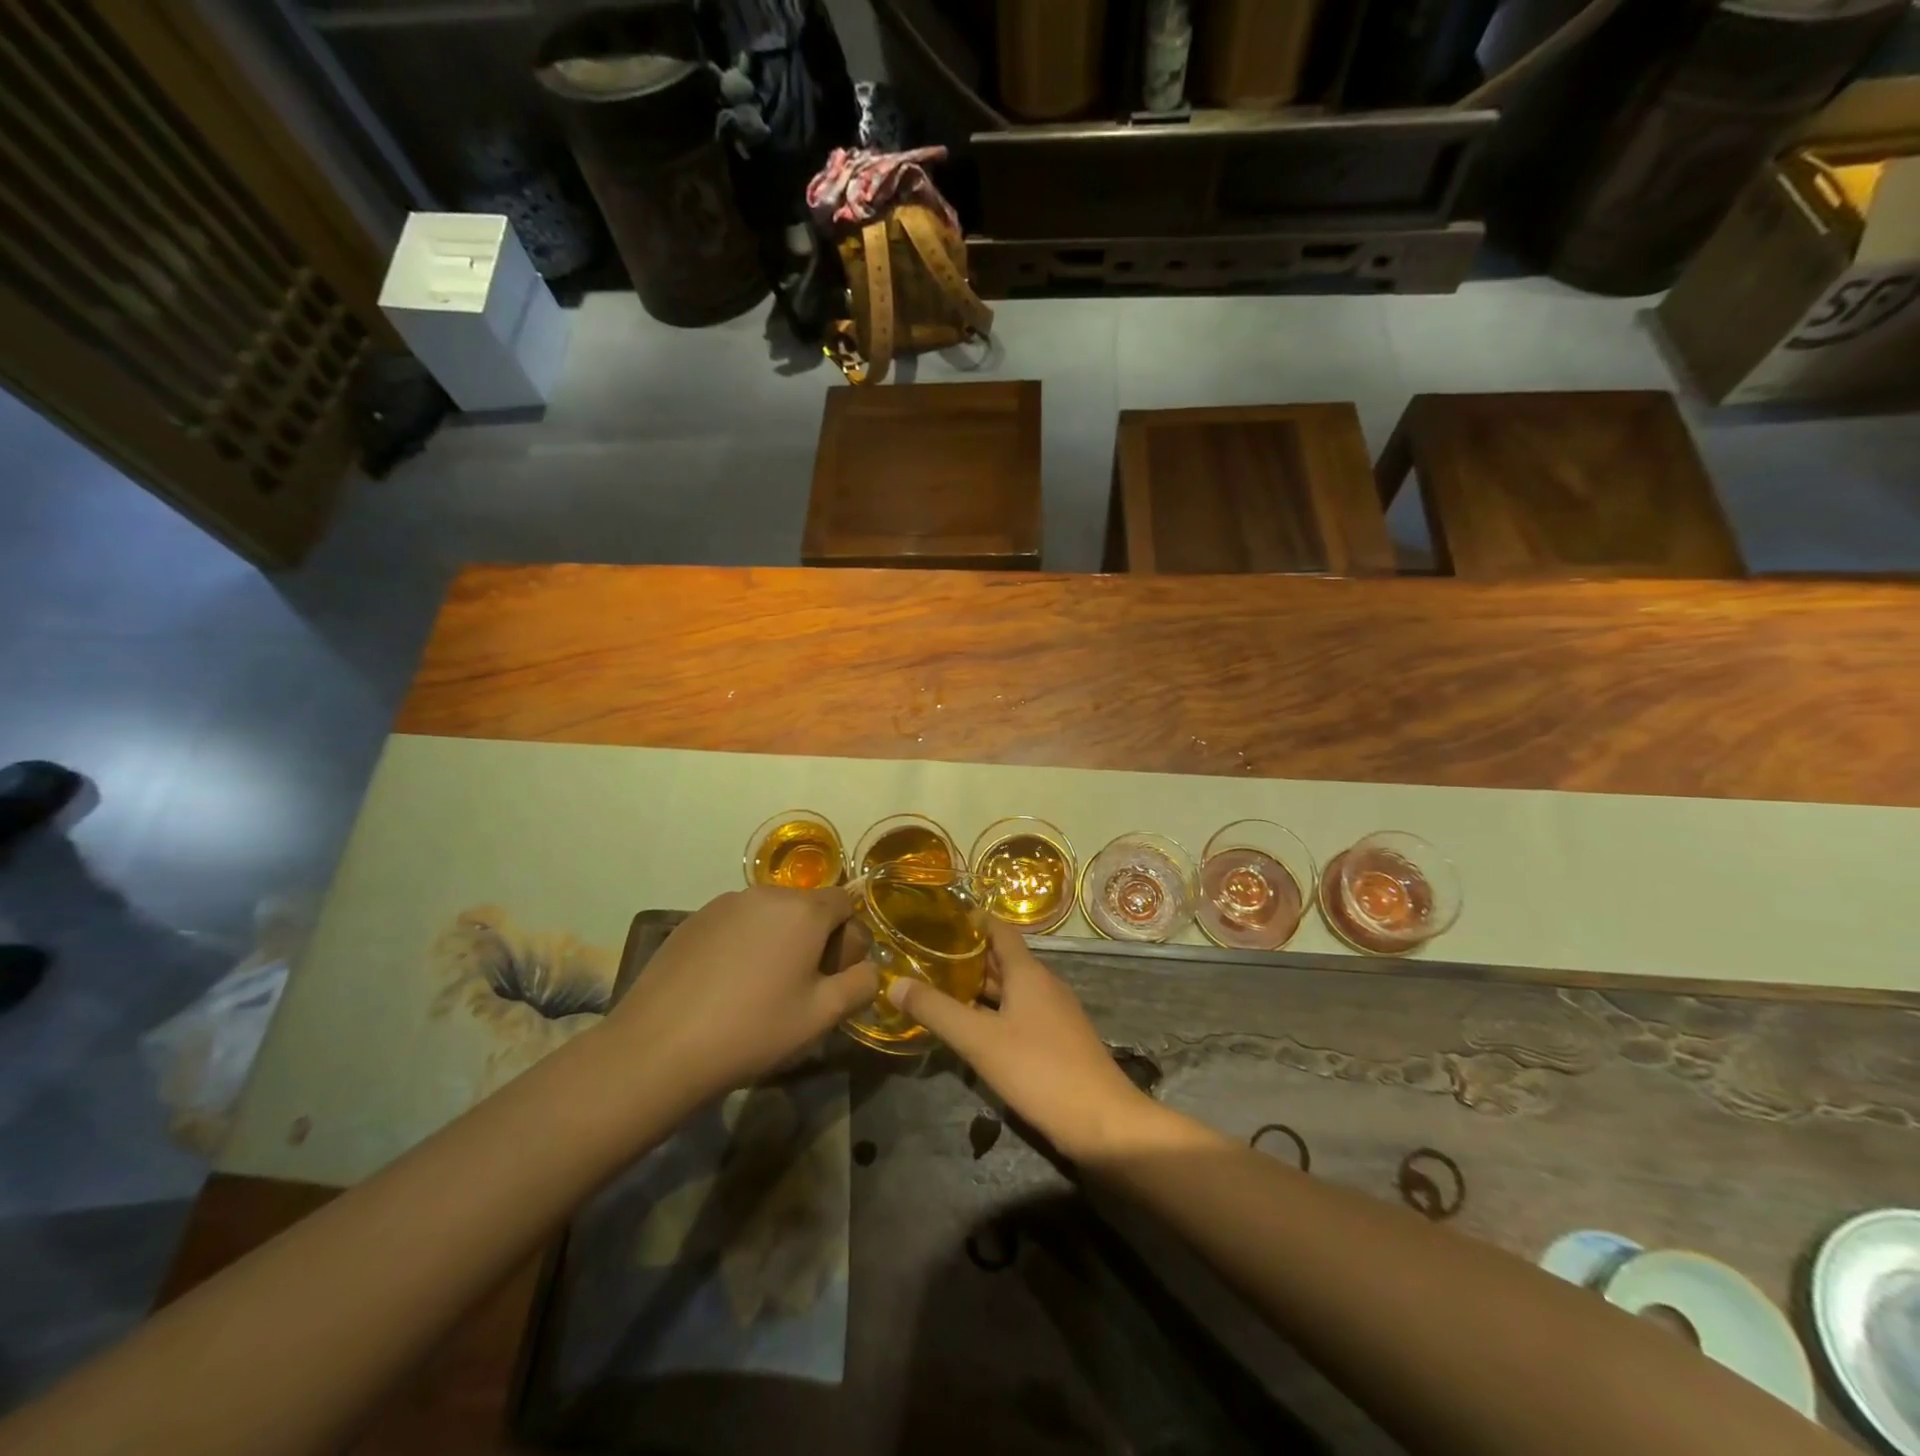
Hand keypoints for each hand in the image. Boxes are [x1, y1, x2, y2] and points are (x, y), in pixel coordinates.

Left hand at [609, 886, 878, 1104]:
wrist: (660, 1047)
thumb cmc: (754, 1029)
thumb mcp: (822, 1016)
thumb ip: (861, 985)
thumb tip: (869, 970)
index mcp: (804, 910)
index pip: (846, 903)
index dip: (849, 939)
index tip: (834, 977)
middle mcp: (766, 893)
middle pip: (807, 907)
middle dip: (814, 939)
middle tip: (800, 988)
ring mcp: (724, 903)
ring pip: (770, 915)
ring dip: (778, 941)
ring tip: (760, 989)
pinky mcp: (693, 920)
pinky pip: (736, 924)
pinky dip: (743, 945)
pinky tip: (725, 987)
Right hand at [887, 921, 1151, 1160]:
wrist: (1103, 1122)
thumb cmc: (1039, 1069)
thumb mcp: (979, 1040)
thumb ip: (936, 1010)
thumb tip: (894, 983)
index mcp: (1028, 973)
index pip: (1000, 930)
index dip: (972, 920)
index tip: (938, 917)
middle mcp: (1043, 985)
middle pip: (1002, 960)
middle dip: (967, 956)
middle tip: (925, 955)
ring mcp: (1054, 1014)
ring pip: (1010, 990)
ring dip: (978, 987)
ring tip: (939, 988)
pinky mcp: (1057, 1041)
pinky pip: (1019, 1014)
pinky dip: (993, 1012)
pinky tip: (971, 1029)